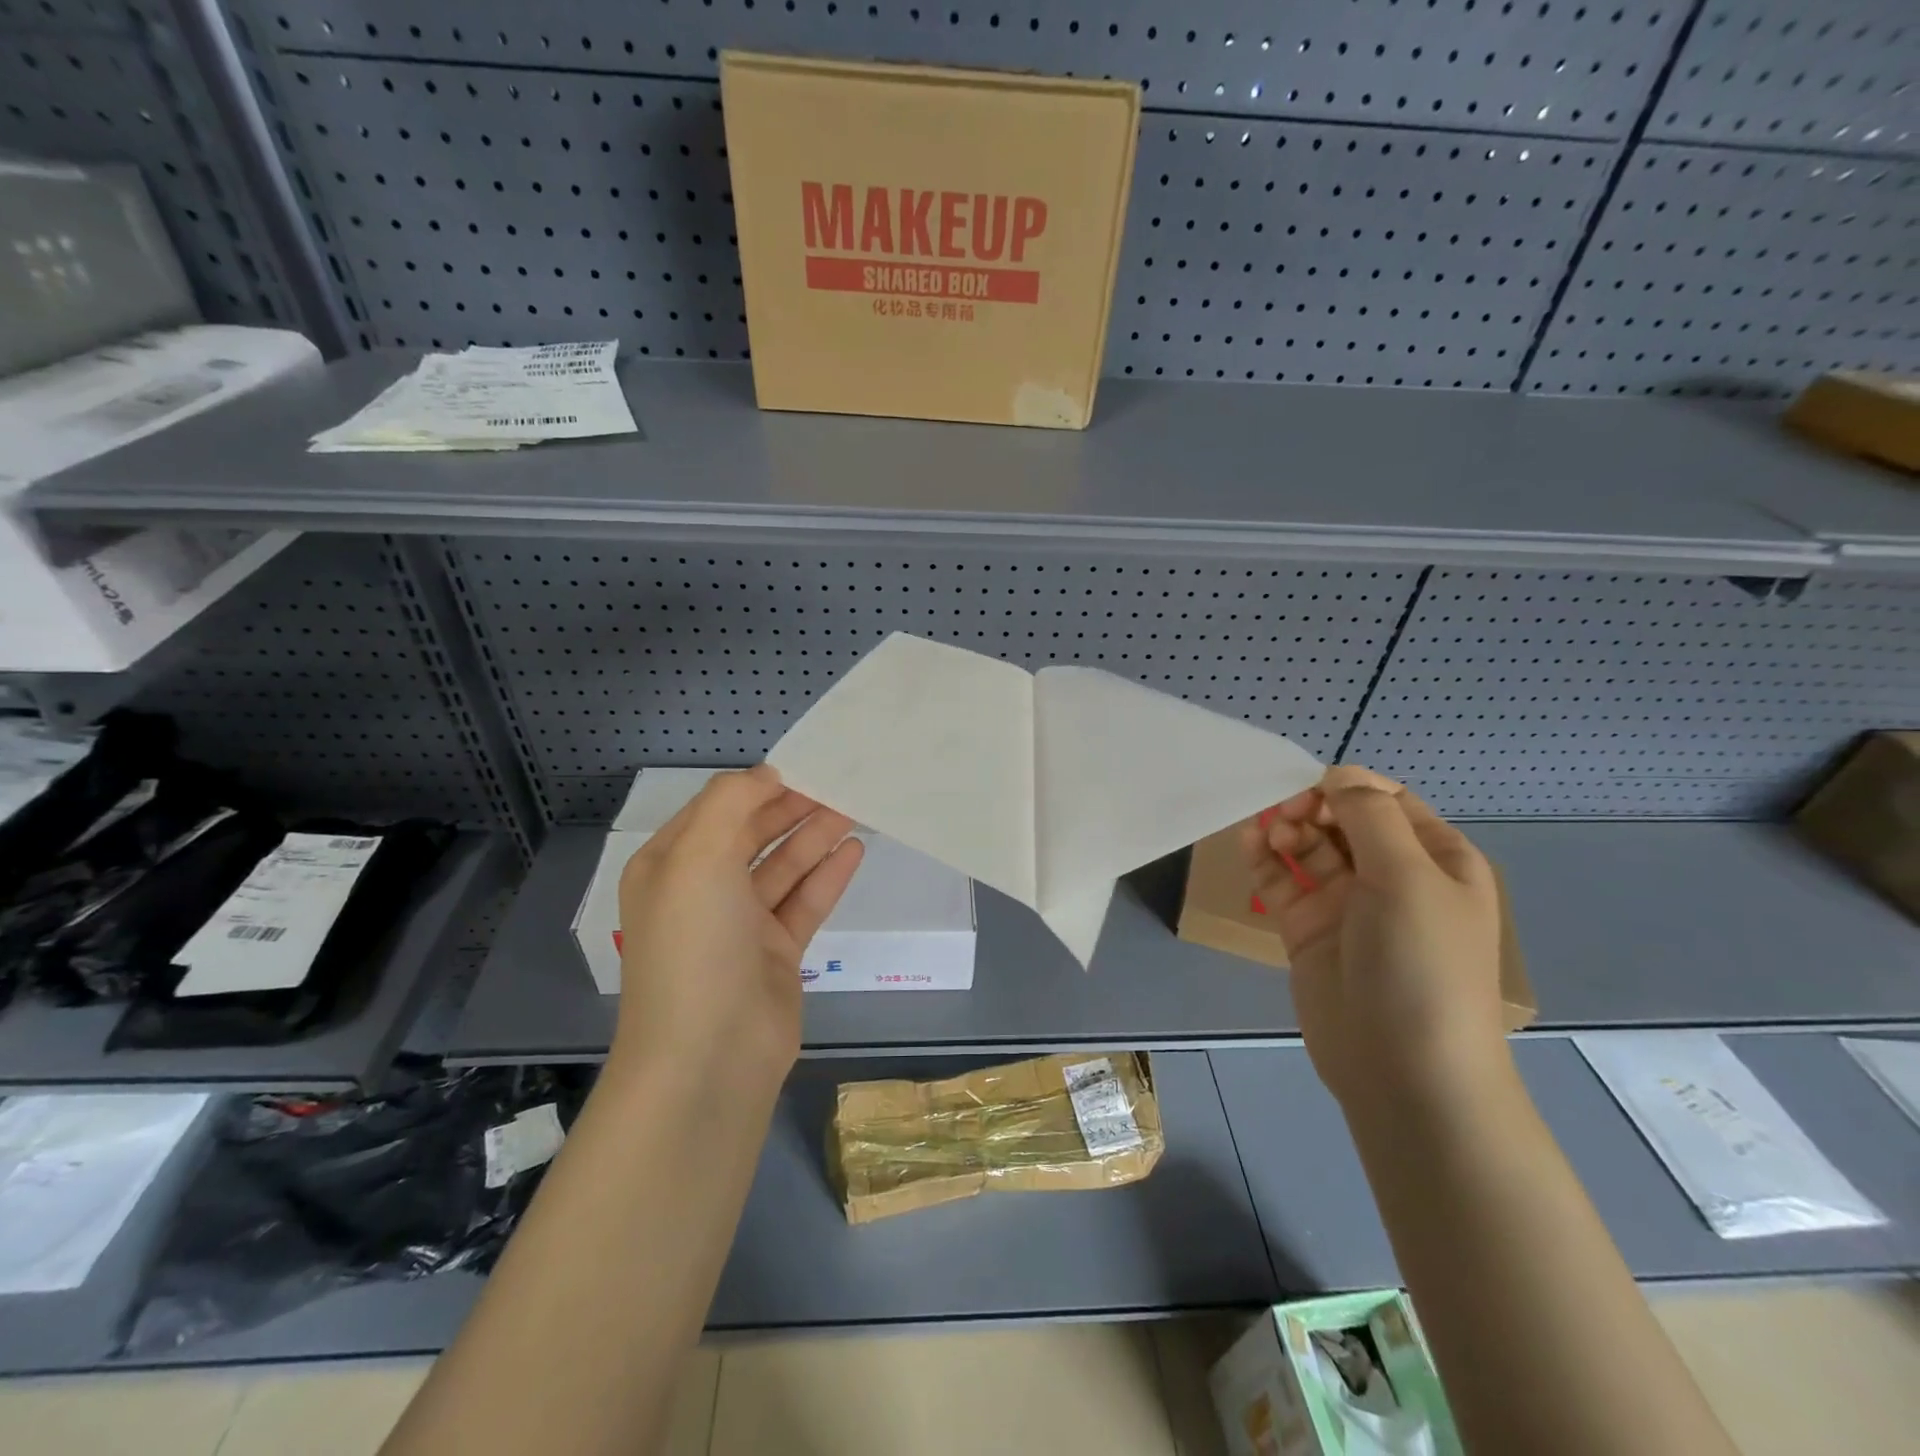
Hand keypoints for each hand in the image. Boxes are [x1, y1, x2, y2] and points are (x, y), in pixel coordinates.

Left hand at [613, 766, 863, 1094]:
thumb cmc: (695, 944)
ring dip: (814, 837)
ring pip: (783, 868)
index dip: (760, 784)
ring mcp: (740, 925)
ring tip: (855, 807)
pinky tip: (854, 850)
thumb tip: (768, 775)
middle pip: (753, 835)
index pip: (718, 809)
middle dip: (792, 807)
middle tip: (840, 782)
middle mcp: (702, 892)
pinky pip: (804, 903)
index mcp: (670, 866)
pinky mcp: (775, 954)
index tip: (806, 763)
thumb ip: (732, 802)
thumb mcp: (698, 856)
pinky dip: (827, 876)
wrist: (709, 1057)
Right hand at [1241, 765, 1507, 1111]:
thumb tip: (1339, 774)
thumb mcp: (1409, 878)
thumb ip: (1369, 816)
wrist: (1404, 1071)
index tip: (1311, 793)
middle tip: (1285, 816)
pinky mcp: (1309, 930)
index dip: (1347, 788)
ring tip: (1267, 834)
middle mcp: (1393, 877)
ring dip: (1286, 830)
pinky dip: (1265, 860)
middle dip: (1313, 808)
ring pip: (1309, 848)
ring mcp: (1348, 905)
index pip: (1387, 801)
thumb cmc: (1421, 964)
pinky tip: (1248, 843)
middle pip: (1344, 821)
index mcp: (1436, 860)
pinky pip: (1283, 882)